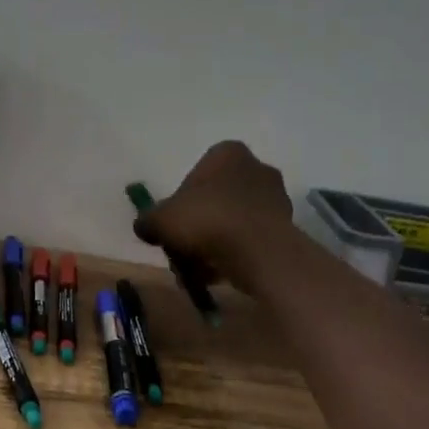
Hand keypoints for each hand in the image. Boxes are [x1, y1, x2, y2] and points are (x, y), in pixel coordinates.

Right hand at [134, 140, 294, 294]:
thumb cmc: (207, 221)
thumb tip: (144, 227)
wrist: (258, 251)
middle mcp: (255, 167)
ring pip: (230, 223)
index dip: (178, 205)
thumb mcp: (161, 220)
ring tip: (198, 272)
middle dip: (196, 229)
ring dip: (212, 246)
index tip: (172, 228)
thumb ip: (147, 220)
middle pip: (213, 201)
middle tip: (182, 254)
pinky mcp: (285, 226)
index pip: (195, 176)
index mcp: (227, 153)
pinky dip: (233, 255)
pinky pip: (249, 240)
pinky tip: (218, 276)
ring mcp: (275, 197)